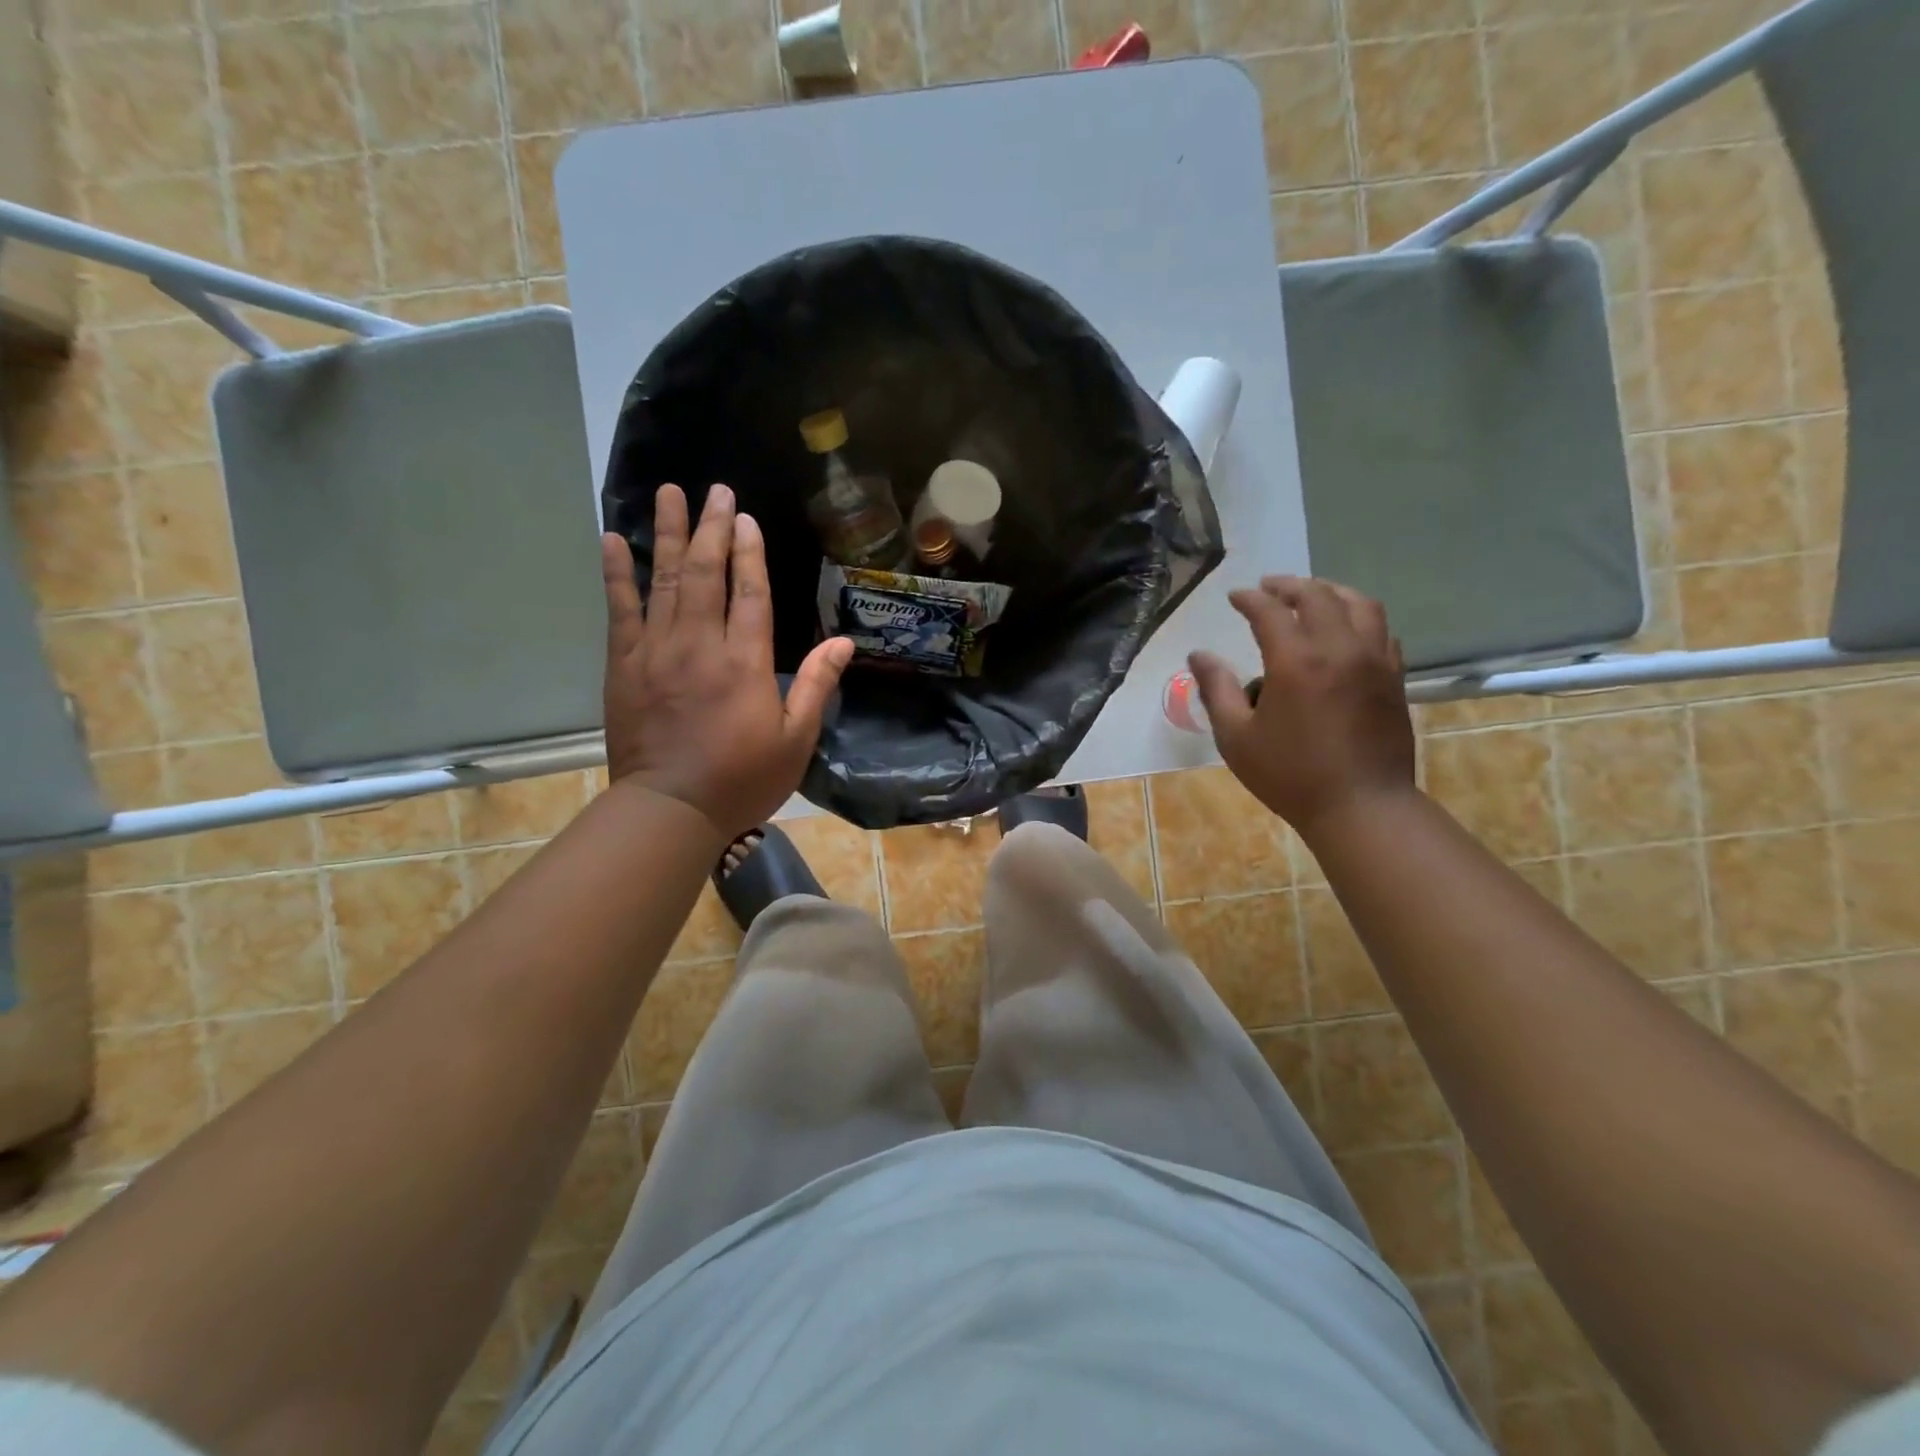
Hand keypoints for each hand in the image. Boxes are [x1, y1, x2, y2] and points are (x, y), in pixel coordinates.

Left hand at [600, 484, 852, 840]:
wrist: (671, 809)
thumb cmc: (742, 778)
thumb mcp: (796, 739)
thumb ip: (816, 685)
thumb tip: (844, 642)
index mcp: (745, 661)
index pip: (749, 591)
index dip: (750, 552)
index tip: (747, 517)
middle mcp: (700, 643)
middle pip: (706, 573)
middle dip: (714, 528)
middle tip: (716, 490)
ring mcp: (656, 650)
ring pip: (664, 579)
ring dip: (669, 534)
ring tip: (669, 493)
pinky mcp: (624, 665)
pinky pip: (620, 610)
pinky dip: (618, 573)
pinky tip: (615, 540)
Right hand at [1189, 576, 1415, 838]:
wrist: (1361, 806)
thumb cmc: (1290, 775)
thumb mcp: (1236, 738)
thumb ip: (1216, 690)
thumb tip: (1198, 656)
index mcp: (1296, 661)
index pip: (1270, 611)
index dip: (1249, 599)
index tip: (1234, 597)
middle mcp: (1339, 648)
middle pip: (1317, 596)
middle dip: (1289, 585)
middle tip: (1268, 587)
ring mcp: (1374, 660)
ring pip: (1359, 604)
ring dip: (1330, 592)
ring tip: (1311, 596)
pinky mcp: (1393, 677)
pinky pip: (1381, 630)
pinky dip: (1359, 617)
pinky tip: (1346, 629)